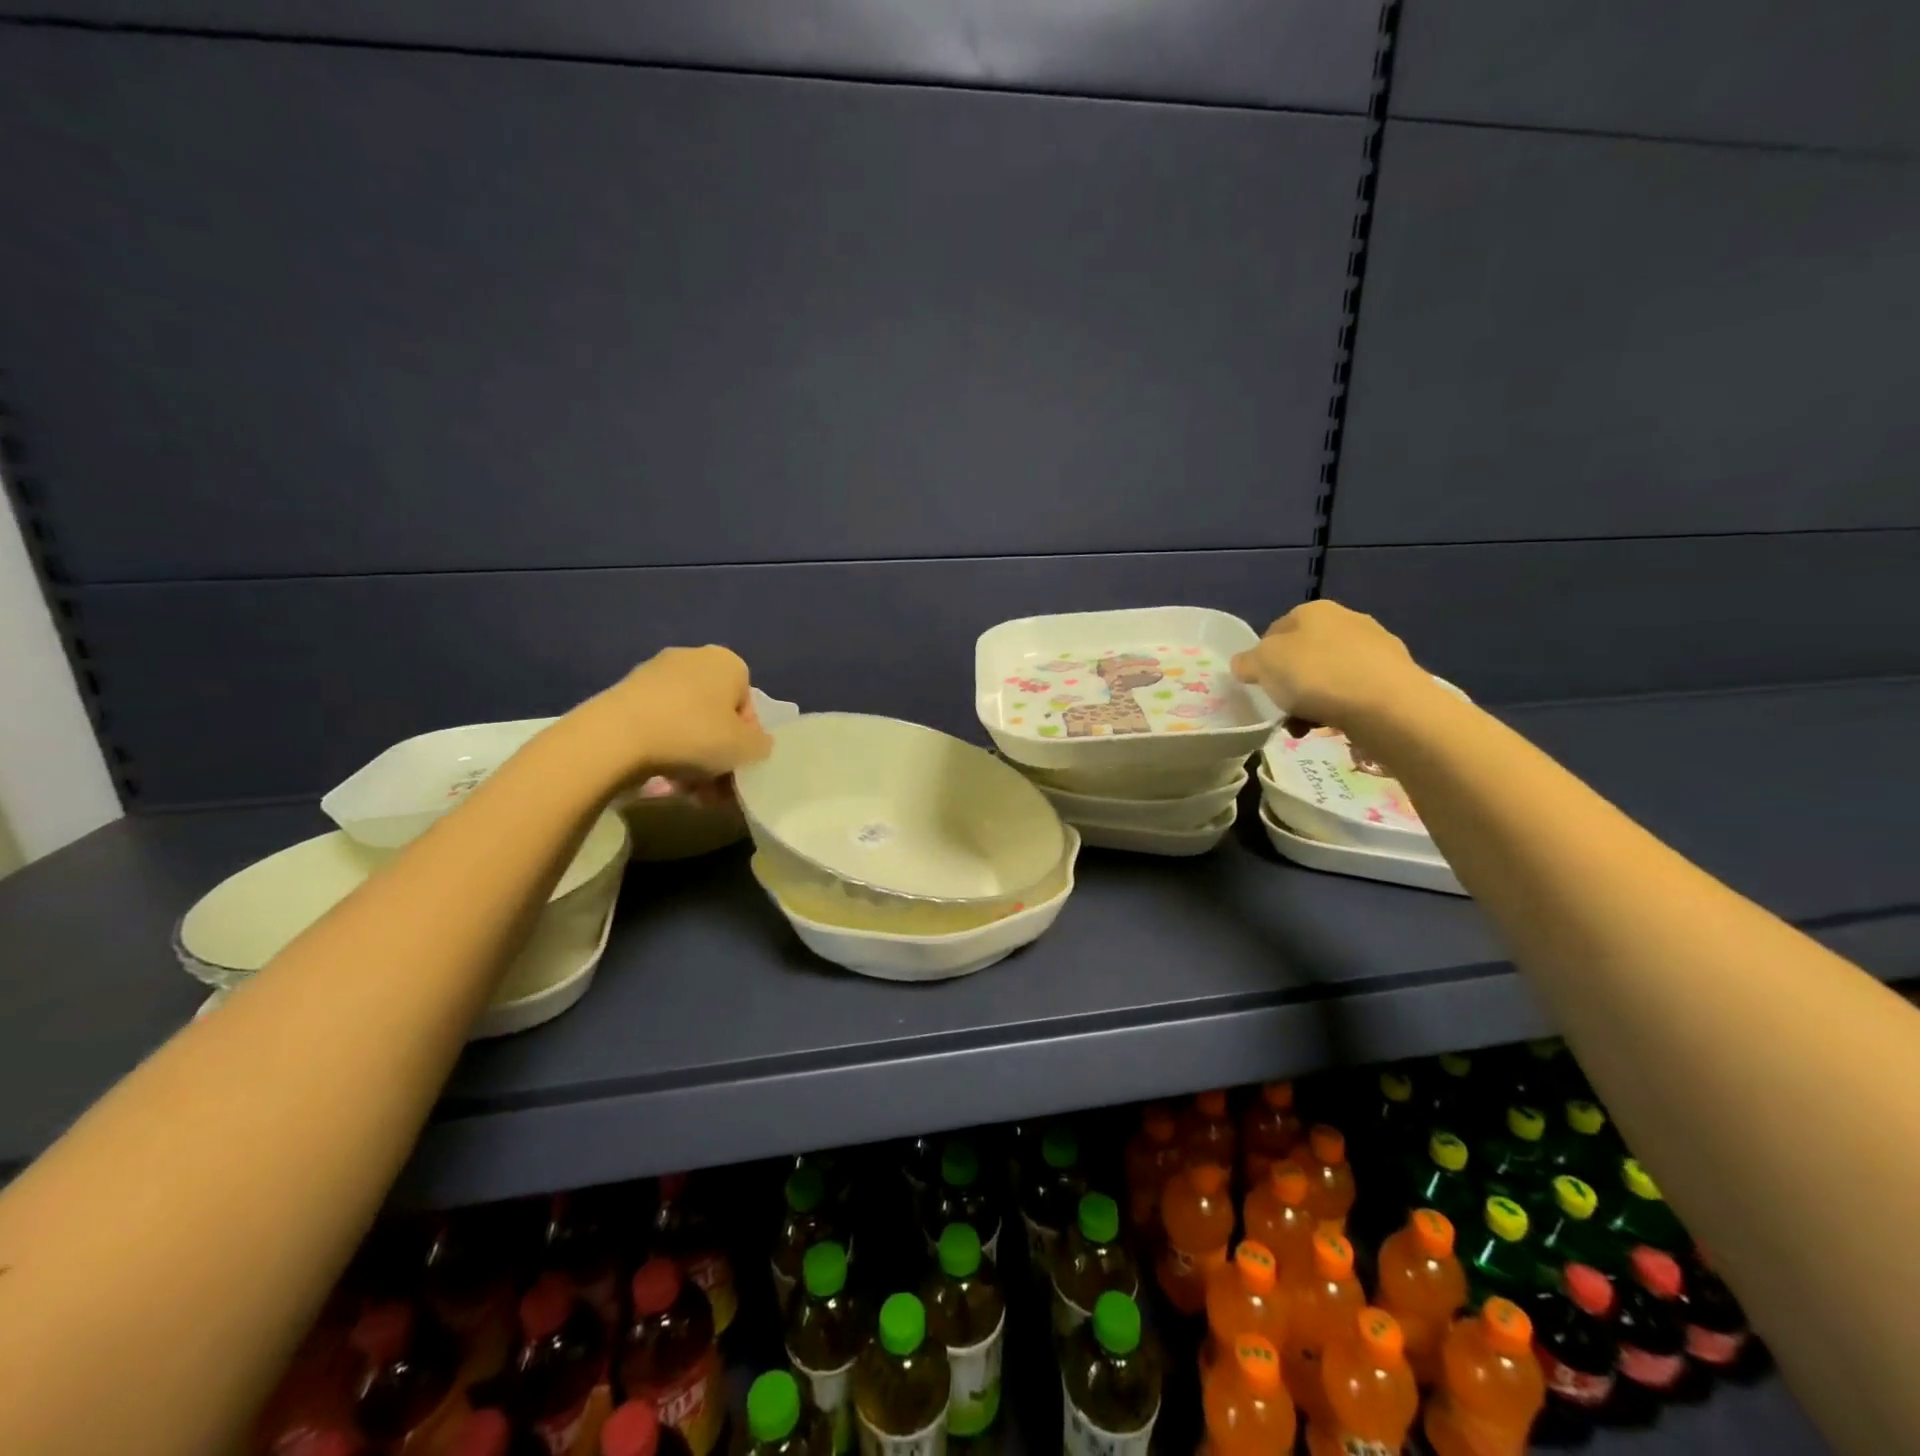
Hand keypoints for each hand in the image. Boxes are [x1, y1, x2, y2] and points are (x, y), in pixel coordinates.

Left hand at [573, 645, 773, 788]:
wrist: (617, 737)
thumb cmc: (695, 735)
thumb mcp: (746, 748)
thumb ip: (761, 746)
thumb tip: (757, 743)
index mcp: (727, 662)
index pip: (748, 706)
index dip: (746, 741)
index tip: (736, 767)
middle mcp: (693, 658)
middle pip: (716, 715)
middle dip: (717, 754)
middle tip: (713, 788)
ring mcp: (655, 673)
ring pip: (687, 723)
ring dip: (693, 758)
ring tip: (687, 791)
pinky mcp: (625, 692)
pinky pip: (659, 724)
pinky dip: (665, 748)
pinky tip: (662, 778)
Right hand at [1231, 600, 1430, 733]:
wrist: (1388, 705)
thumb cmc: (1316, 675)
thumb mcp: (1263, 665)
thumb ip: (1247, 662)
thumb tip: (1244, 663)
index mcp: (1313, 610)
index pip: (1274, 631)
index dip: (1261, 659)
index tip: (1259, 686)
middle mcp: (1347, 620)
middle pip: (1304, 655)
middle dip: (1290, 683)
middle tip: (1281, 709)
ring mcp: (1376, 647)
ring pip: (1329, 675)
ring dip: (1313, 700)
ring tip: (1307, 727)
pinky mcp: (1396, 676)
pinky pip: (1355, 692)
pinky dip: (1341, 707)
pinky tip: (1335, 726)